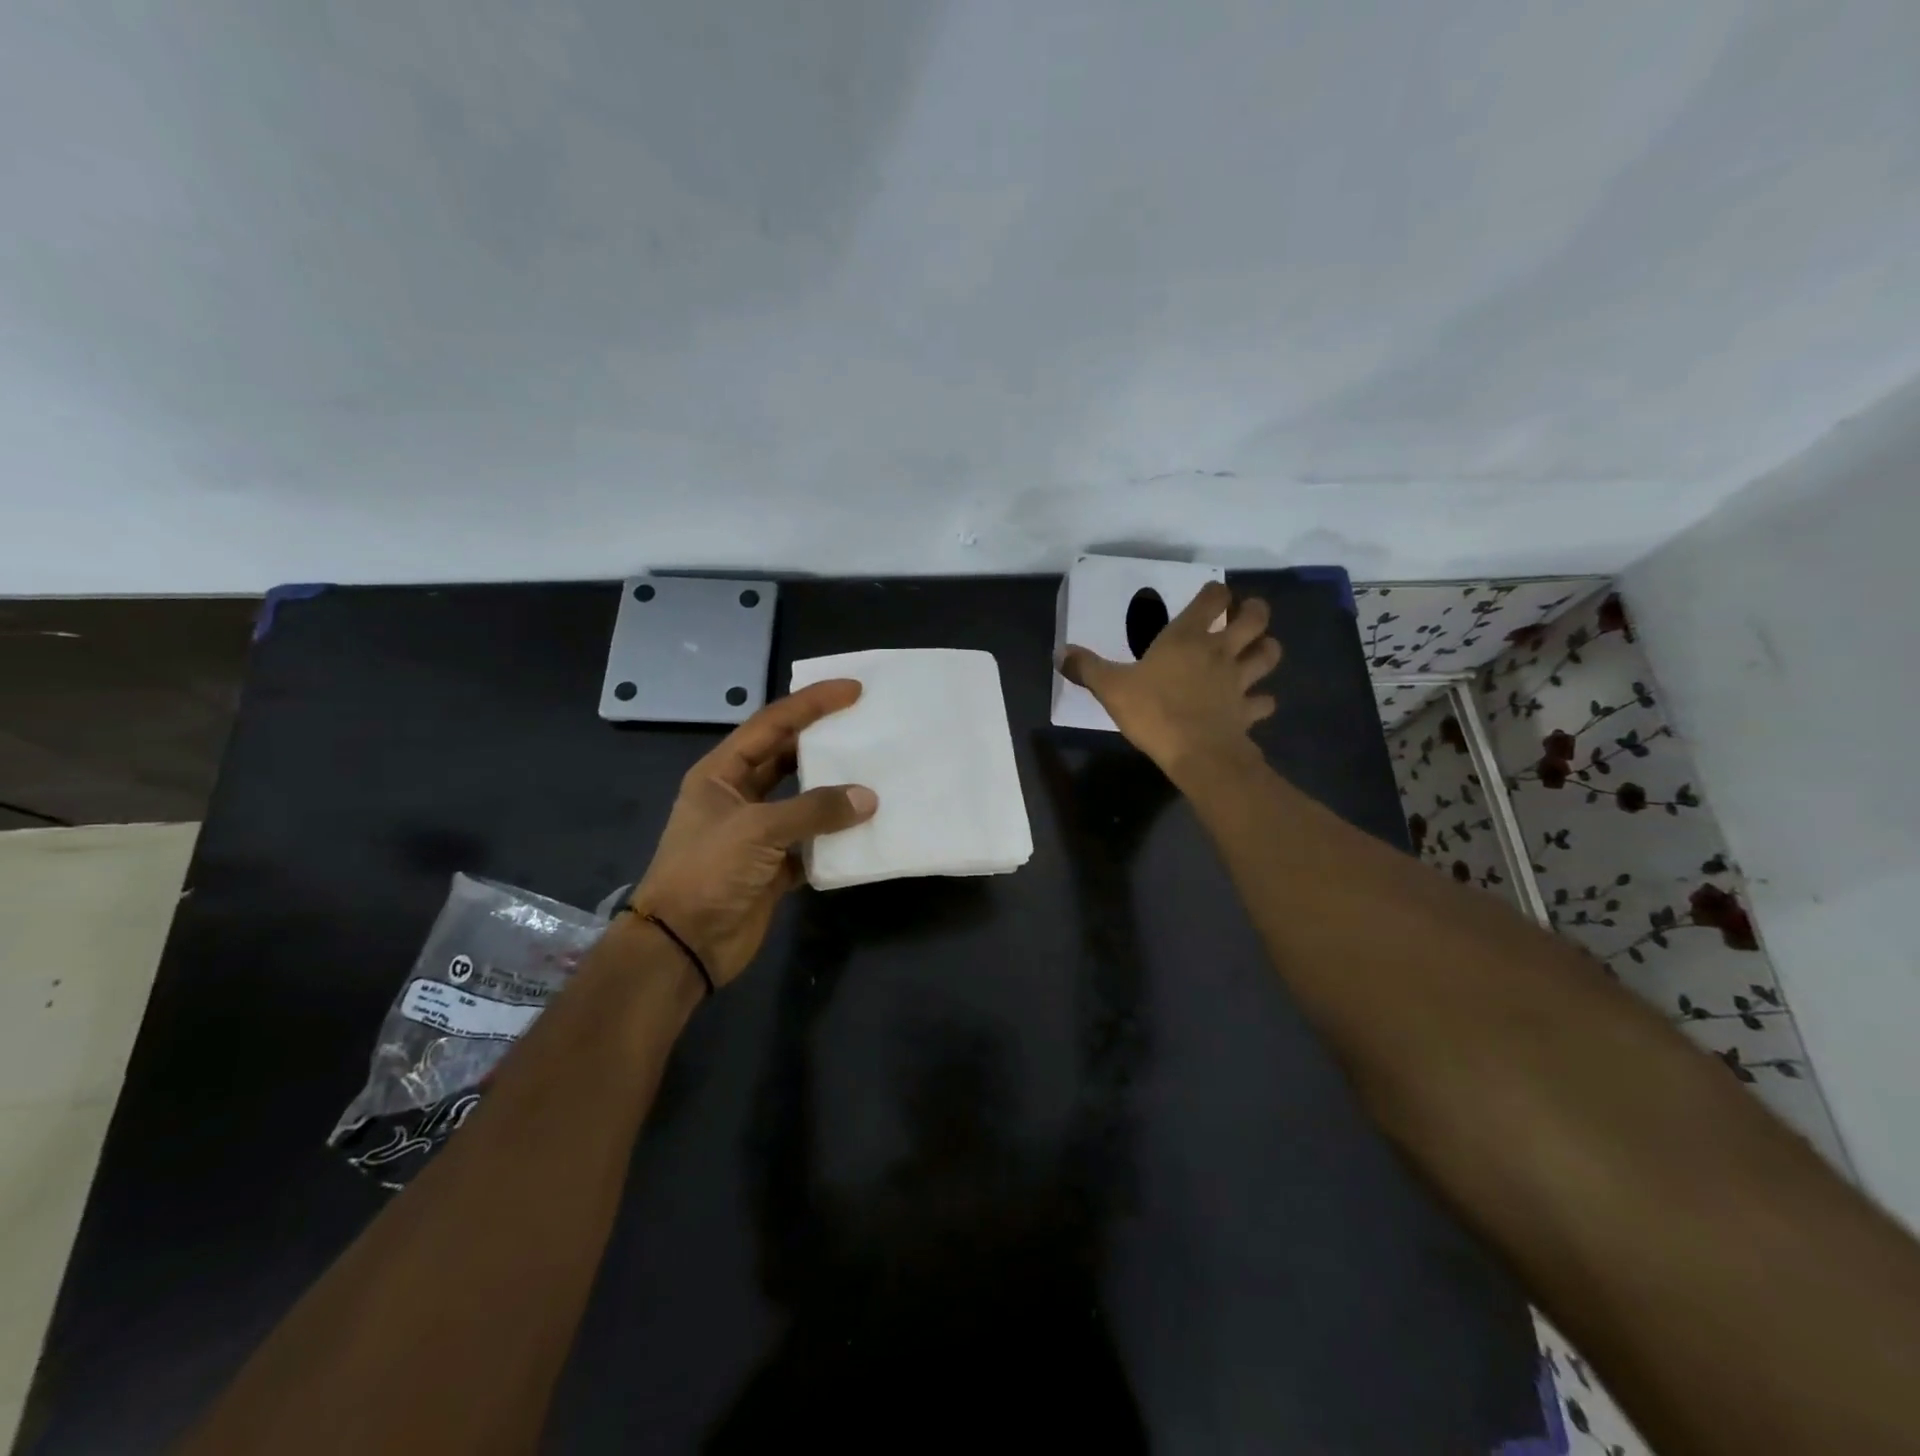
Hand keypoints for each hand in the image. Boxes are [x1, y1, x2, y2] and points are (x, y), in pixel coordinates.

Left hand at [626, 681, 876, 986]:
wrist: (683, 946)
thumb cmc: (707, 872)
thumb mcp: (757, 830)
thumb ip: (814, 810)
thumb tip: (868, 798)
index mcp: (721, 773)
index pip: (771, 725)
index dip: (810, 703)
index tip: (852, 690)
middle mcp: (739, 796)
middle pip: (788, 757)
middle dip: (824, 741)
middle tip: (867, 727)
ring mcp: (757, 833)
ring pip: (803, 801)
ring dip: (834, 792)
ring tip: (875, 773)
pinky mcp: (773, 866)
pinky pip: (811, 842)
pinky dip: (835, 837)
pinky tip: (865, 828)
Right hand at [1059, 581, 1281, 777]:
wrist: (1196, 754)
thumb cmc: (1153, 712)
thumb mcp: (1111, 688)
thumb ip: (1087, 668)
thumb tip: (1061, 652)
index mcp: (1187, 637)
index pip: (1213, 598)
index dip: (1215, 592)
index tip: (1210, 596)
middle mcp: (1220, 651)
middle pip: (1255, 617)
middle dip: (1254, 610)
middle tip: (1244, 615)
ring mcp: (1240, 681)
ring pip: (1269, 653)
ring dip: (1266, 648)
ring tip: (1255, 652)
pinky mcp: (1249, 711)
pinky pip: (1265, 701)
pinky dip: (1262, 700)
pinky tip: (1253, 703)